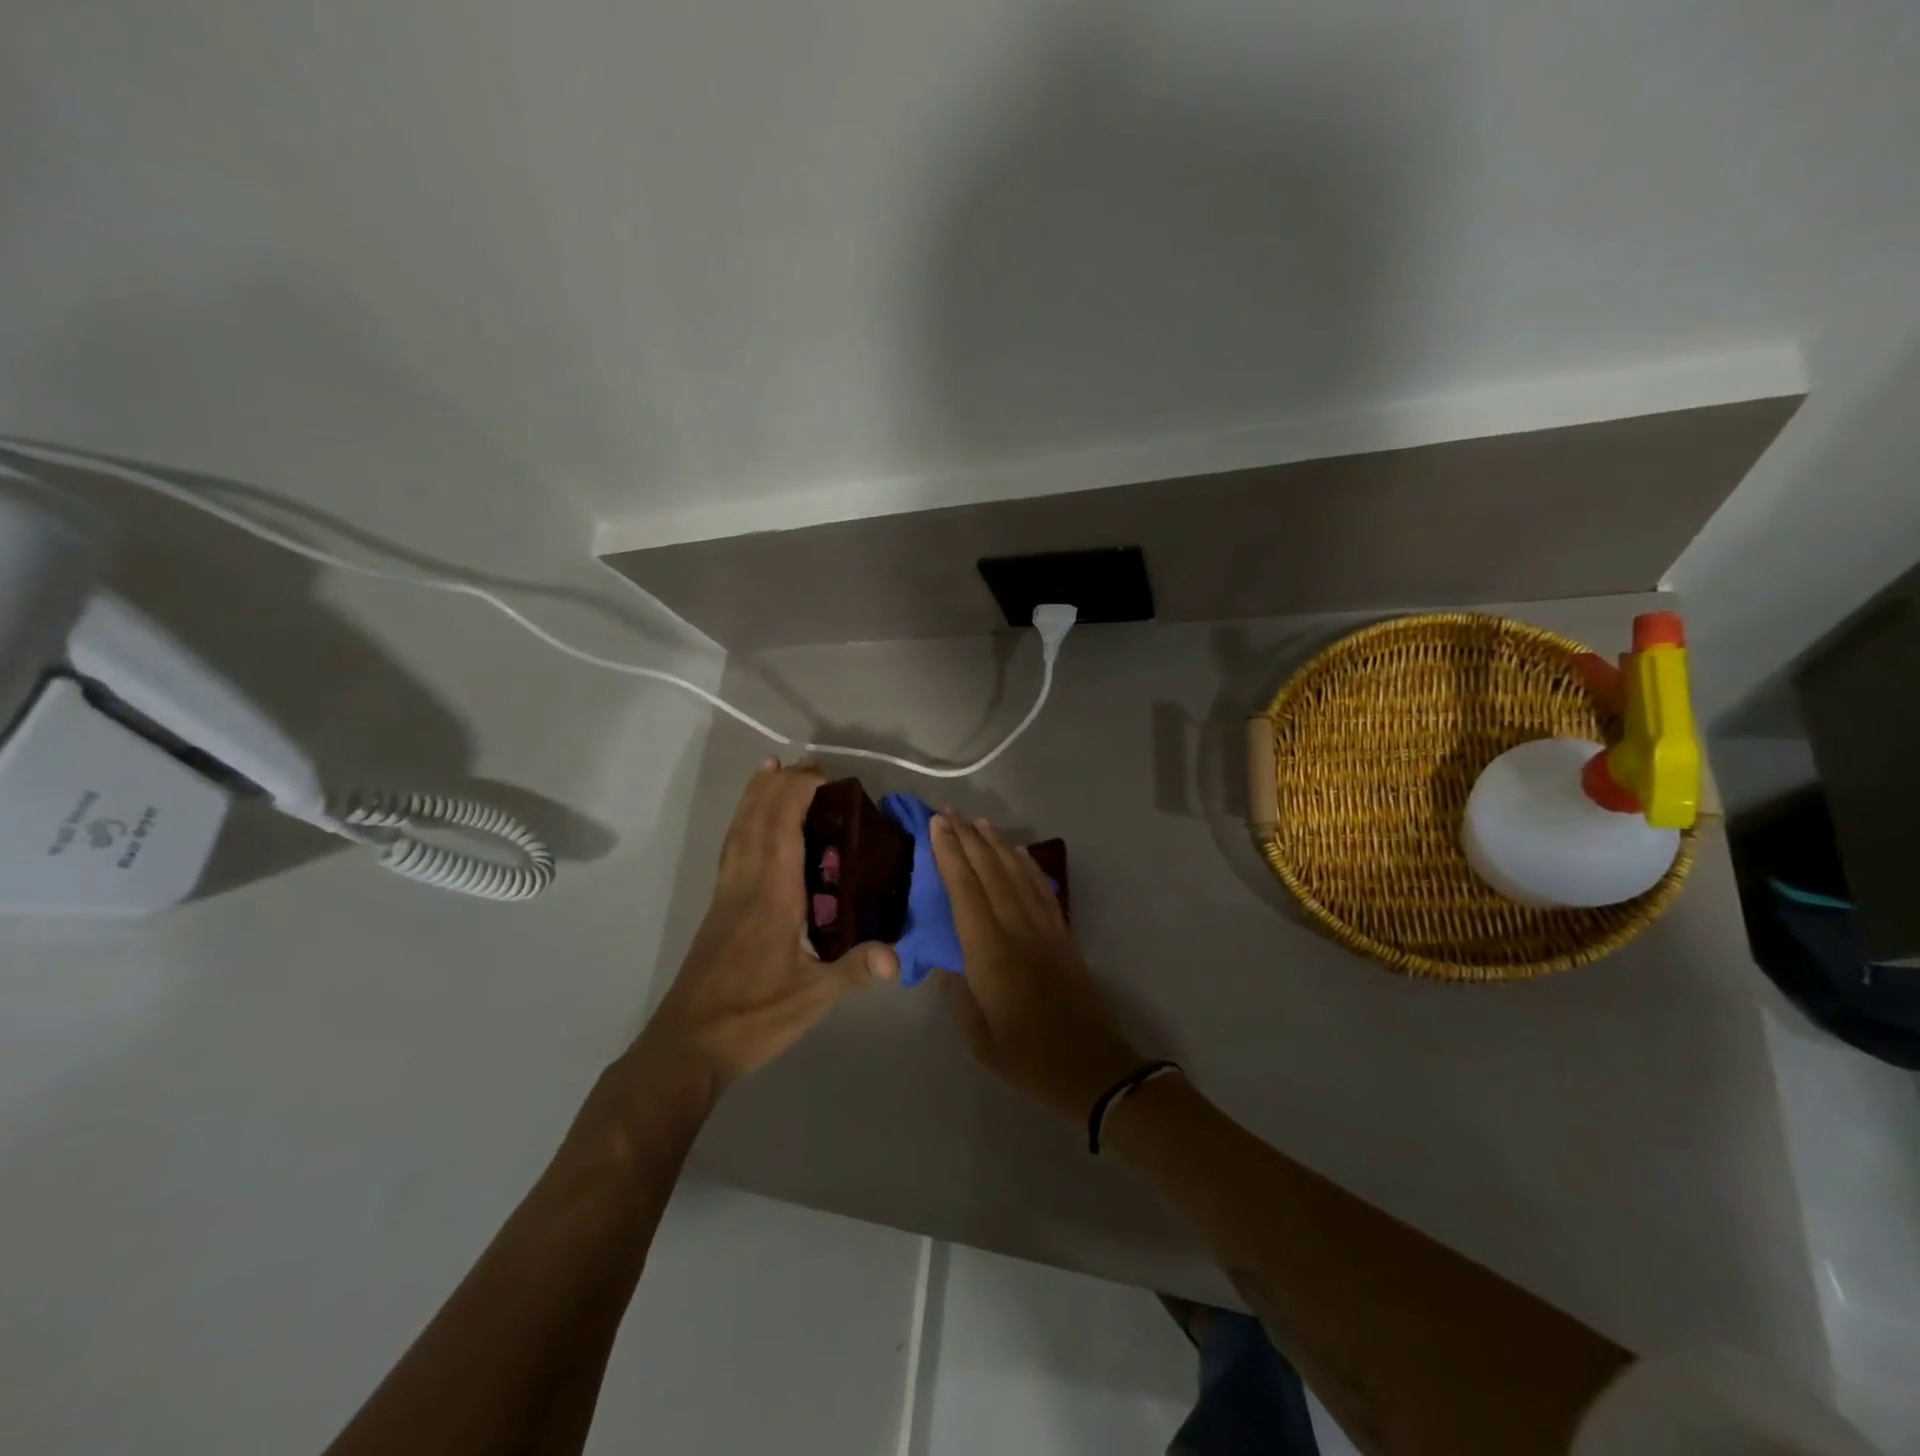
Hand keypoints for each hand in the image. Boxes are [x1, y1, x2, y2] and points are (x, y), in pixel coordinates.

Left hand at [638, 759, 897, 1099]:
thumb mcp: (811, 1000)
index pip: (783, 828)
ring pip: (739, 830)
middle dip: (781, 784)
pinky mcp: (718, 909)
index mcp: (771, 896)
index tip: (826, 775)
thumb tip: (898, 957)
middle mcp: (746, 884)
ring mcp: (727, 894)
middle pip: (757, 819)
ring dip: (756, 795)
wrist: (687, 1046)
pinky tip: (750, 825)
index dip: (799, 793)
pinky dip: (743, 822)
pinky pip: (732, 848)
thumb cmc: (752, 1019)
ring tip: (771, 768)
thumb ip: (853, 972)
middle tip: (808, 761)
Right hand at [932, 813, 1144, 1124]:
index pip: (966, 892)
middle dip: (969, 839)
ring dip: (997, 845)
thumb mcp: (979, 1037)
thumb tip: (945, 959)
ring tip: (979, 822)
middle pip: (991, 873)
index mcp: (991, 954)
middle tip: (949, 812)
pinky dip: (1027, 865)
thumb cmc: (1028, 1059)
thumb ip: (959, 993)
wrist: (1093, 1069)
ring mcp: (1044, 930)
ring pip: (1017, 874)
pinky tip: (1018, 853)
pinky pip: (1041, 889)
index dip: (950, 855)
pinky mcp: (1063, 935)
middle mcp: (1017, 931)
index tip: (937, 826)